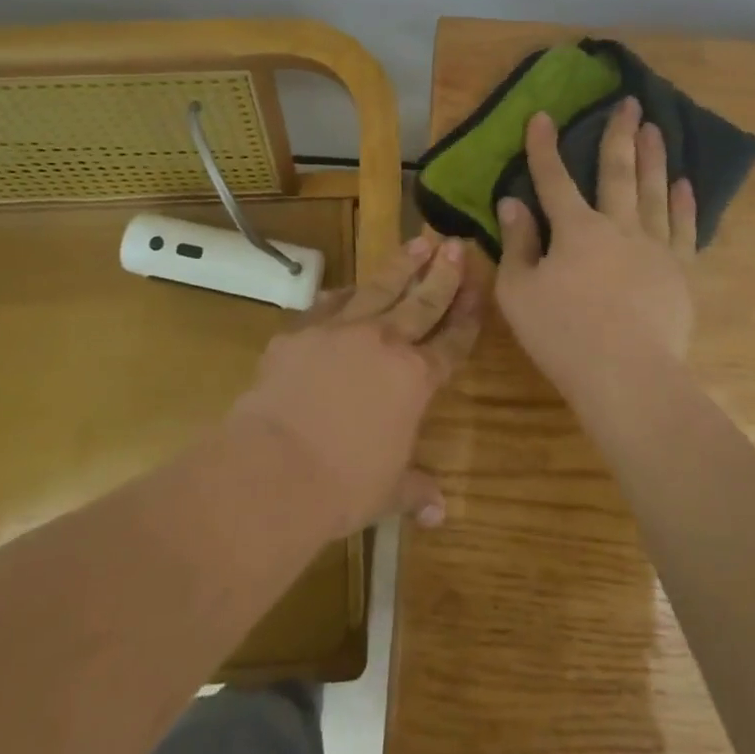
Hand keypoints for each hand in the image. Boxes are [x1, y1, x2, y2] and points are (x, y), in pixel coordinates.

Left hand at [229, 236, 482, 539]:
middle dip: (443, 273)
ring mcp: (340, 330)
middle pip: (422, 301)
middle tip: (456, 243)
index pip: (451, 341)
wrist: (275, 468)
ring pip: (379, 288)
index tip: (479, 287)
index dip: (467, 314)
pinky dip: (343, 294)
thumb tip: (441, 512)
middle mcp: (383, 343)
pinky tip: (348, 287)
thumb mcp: (387, 492)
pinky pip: (328, 304)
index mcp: (414, 379)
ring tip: (419, 241)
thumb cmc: (343, 485)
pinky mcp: (300, 331)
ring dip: (402, 264)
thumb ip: (415, 490)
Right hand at [494, 98, 697, 417]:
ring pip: (654, 191)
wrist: (627, 376)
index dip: (544, 147)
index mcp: (576, 230)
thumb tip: (513, 203)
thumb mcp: (519, 292)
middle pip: (617, 172)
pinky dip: (685, 203)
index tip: (542, 116)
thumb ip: (518, 244)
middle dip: (619, 135)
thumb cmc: (562, 335)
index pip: (554, 179)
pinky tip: (685, 183)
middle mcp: (618, 226)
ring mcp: (654, 247)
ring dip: (653, 158)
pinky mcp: (680, 271)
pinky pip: (685, 228)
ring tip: (656, 129)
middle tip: (630, 103)